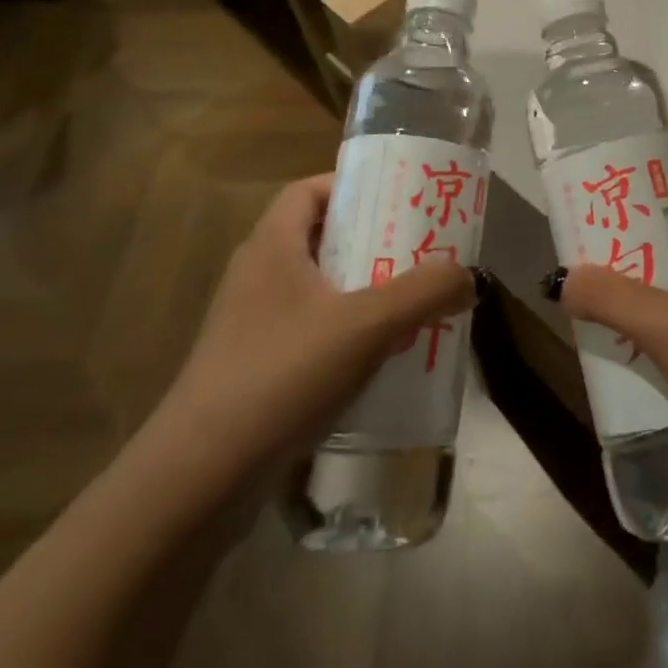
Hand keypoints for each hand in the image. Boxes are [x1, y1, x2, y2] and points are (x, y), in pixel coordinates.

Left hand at [152, 175, 475, 480]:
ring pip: (320, 289)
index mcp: (272, 248)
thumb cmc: (280, 377)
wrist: (198, 481)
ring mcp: (252, 326)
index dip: (352, 186)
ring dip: (366, 290)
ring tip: (414, 301)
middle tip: (422, 249)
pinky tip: (383, 357)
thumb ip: (424, 292)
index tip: (398, 197)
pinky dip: (349, 333)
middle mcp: (258, 277)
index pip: (309, 191)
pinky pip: (313, 332)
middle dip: (373, 241)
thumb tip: (469, 278)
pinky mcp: (255, 370)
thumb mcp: (366, 325)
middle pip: (322, 238)